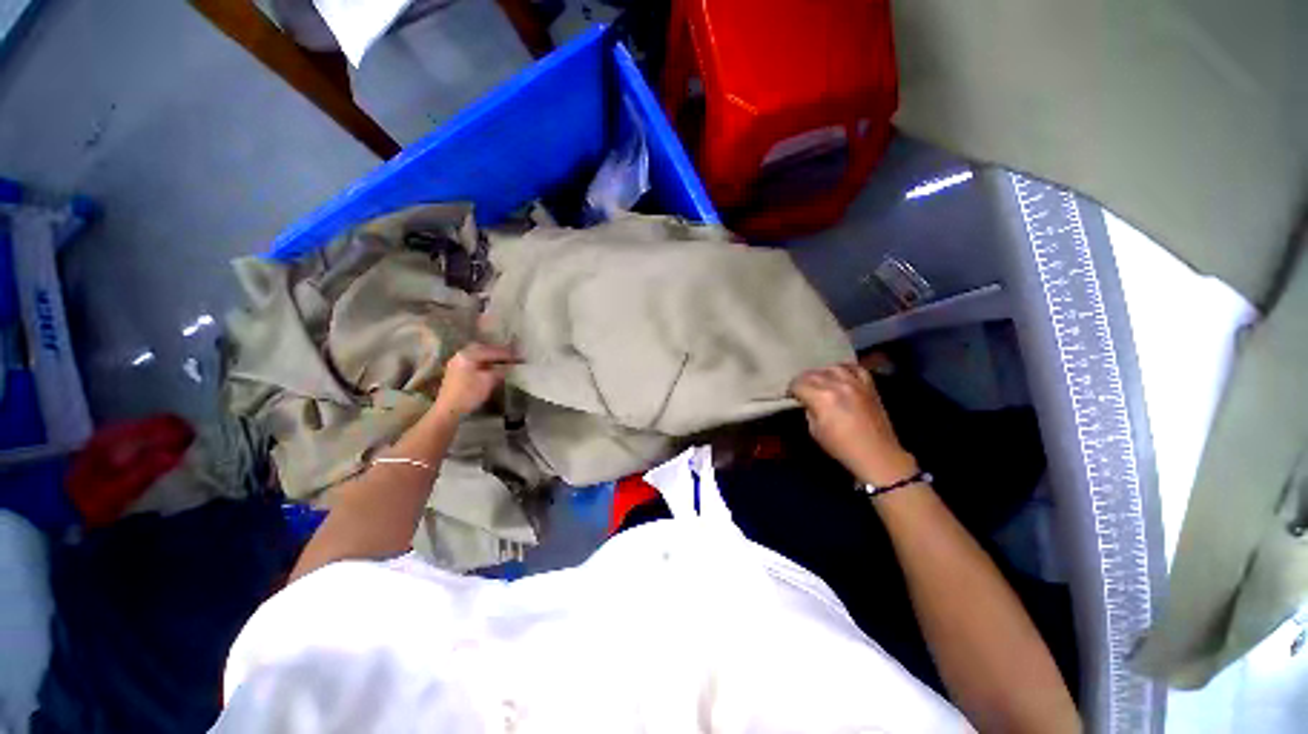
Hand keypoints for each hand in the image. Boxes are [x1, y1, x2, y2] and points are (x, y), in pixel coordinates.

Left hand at [433, 342, 518, 419]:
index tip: (518, 356)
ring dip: (489, 357)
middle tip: (510, 356)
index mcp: (468, 355)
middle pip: (482, 349)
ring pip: (477, 355)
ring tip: (502, 361)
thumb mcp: (489, 381)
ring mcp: (456, 363)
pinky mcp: (455, 372)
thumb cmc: (469, 394)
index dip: (506, 353)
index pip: (491, 351)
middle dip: (496, 352)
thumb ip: (500, 370)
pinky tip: (490, 368)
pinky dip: (483, 362)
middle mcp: (460, 355)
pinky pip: (472, 362)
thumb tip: (510, 366)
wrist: (449, 410)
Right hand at [789, 364, 917, 485]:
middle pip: (812, 374)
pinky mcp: (869, 386)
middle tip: (800, 389)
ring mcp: (855, 383)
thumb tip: (807, 401)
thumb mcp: (814, 431)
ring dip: (822, 373)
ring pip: (832, 368)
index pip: (798, 384)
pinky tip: (840, 374)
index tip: (790, 396)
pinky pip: (855, 369)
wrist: (876, 454)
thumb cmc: (841, 447)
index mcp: (821, 398)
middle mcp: (837, 385)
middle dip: (803, 380)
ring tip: (819, 381)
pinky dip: (845, 369)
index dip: (791, 389)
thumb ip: (809, 410)